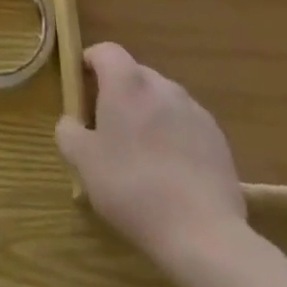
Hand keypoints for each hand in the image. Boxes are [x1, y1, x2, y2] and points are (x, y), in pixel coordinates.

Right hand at [56, 43, 246, 272]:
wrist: (204, 235)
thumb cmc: (132, 188)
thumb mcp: (83, 162)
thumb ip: (68, 131)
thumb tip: (73, 123)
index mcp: (127, 82)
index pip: (104, 51)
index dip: (89, 63)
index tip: (82, 90)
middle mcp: (162, 86)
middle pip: (134, 74)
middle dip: (118, 93)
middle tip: (108, 129)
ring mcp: (194, 111)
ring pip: (161, 99)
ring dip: (148, 114)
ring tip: (142, 155)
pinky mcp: (218, 138)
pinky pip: (185, 124)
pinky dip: (173, 136)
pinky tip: (171, 173)